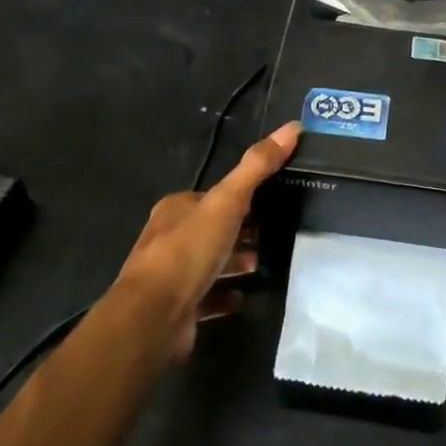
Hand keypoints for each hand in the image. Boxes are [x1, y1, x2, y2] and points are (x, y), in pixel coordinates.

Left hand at [115, 121, 300, 359]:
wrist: (152, 319)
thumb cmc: (188, 251)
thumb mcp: (228, 201)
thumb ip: (258, 166)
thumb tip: (293, 127)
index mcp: (177, 208)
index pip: (215, 196)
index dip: (243, 197)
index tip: (275, 200)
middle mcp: (170, 238)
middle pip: (214, 228)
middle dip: (243, 230)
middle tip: (278, 233)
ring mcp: (172, 276)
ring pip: (211, 262)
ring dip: (236, 262)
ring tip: (266, 263)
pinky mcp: (178, 308)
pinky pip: (208, 298)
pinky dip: (227, 295)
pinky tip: (246, 296)